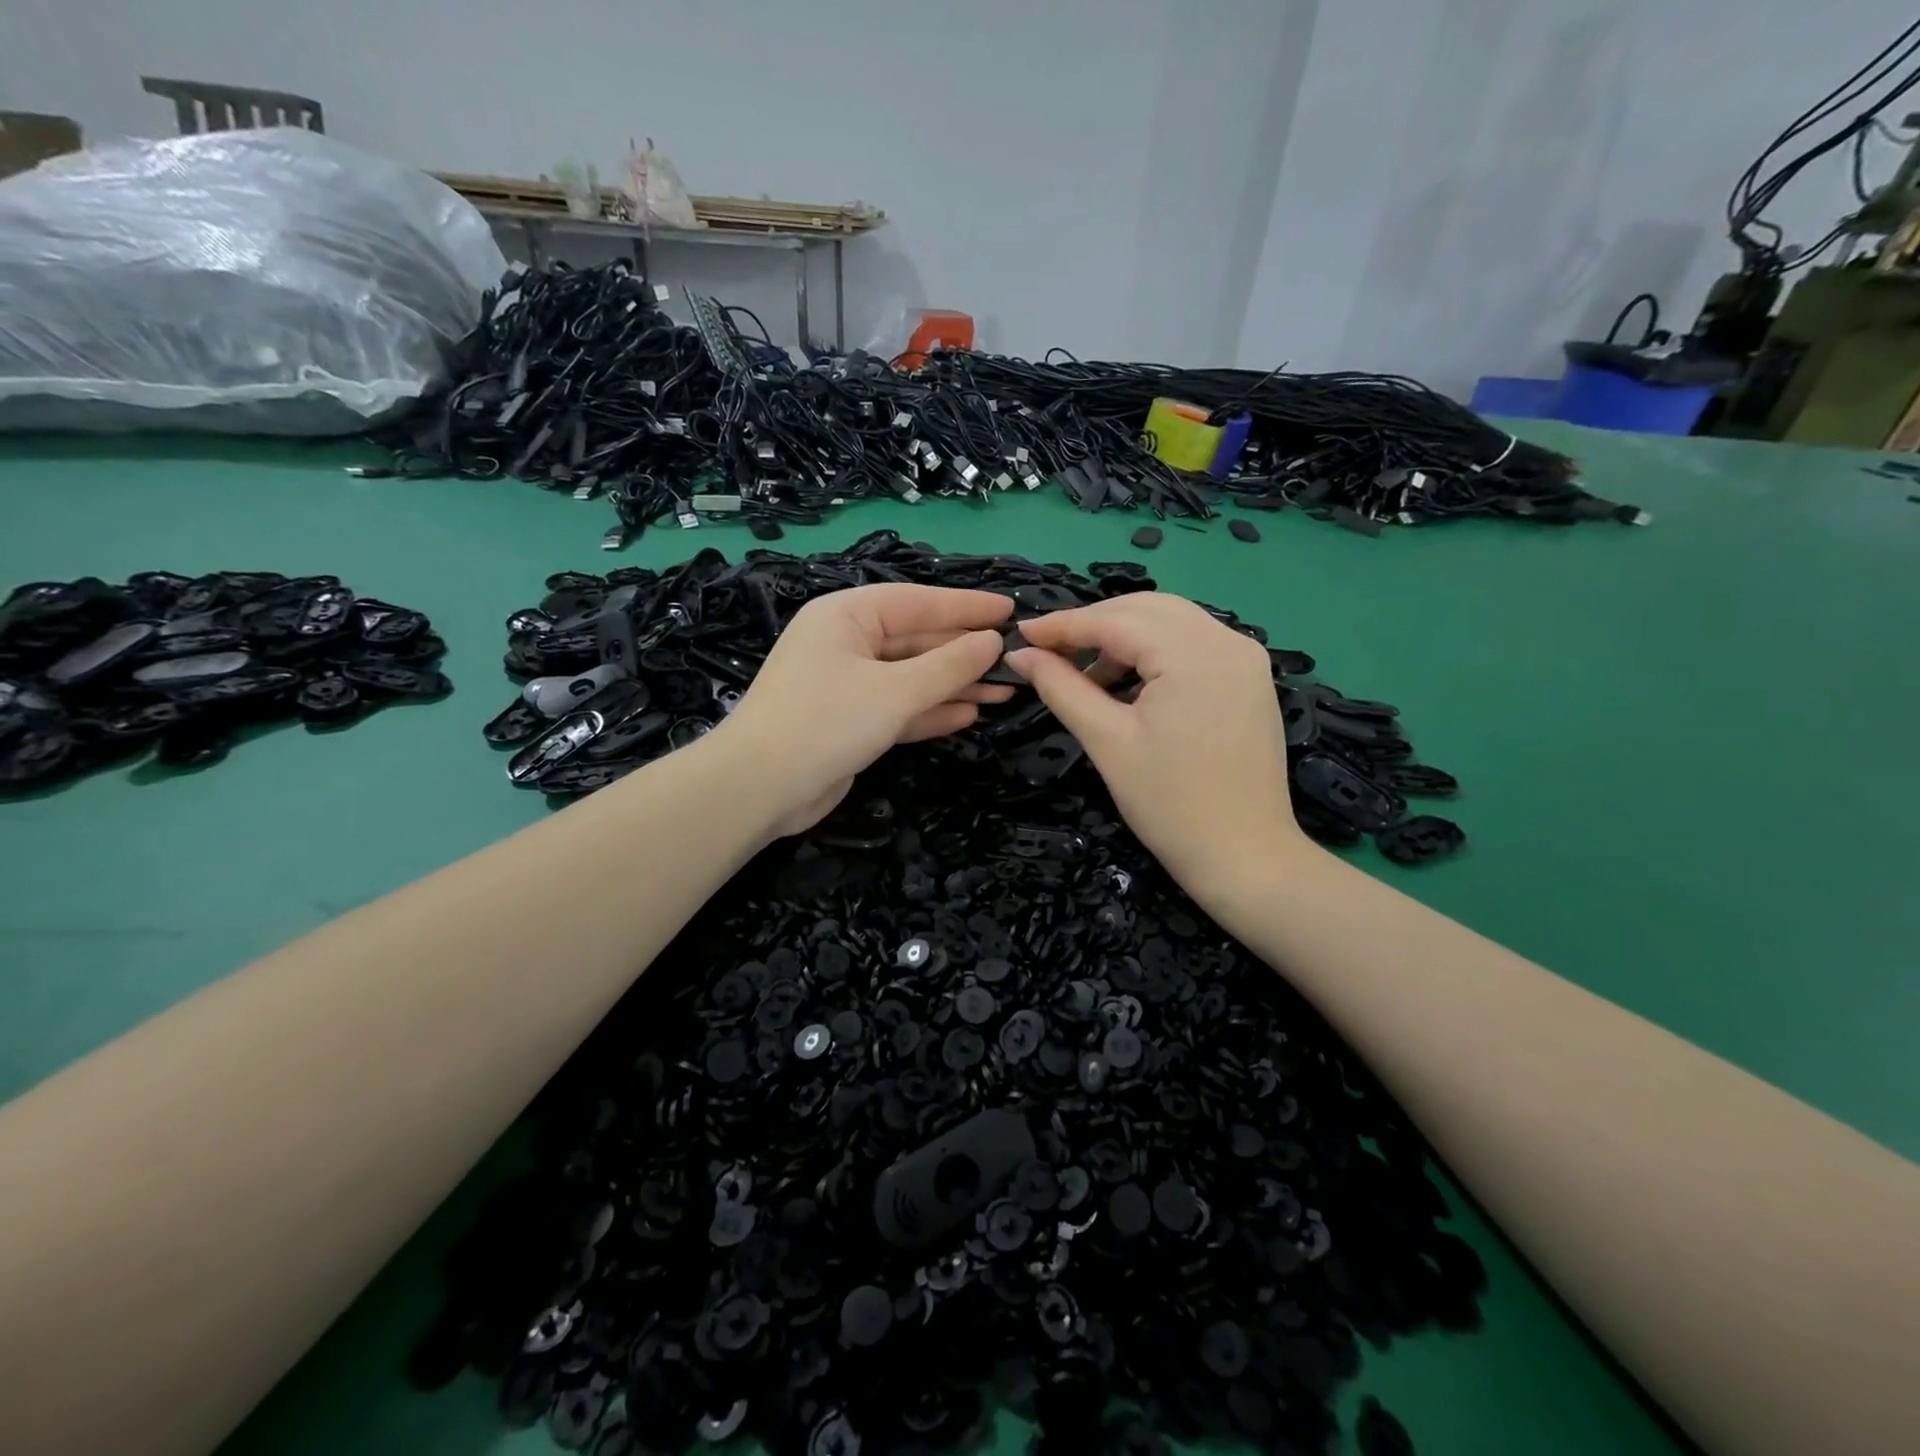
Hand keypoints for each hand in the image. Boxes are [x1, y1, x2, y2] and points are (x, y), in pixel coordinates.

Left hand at [712, 584, 1014, 834]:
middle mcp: (847, 643)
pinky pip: (900, 708)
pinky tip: (970, 714)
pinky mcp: (851, 722)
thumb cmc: (825, 722)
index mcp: (847, 616)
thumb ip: (948, 666)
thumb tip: (992, 642)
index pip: (918, 602)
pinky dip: (932, 711)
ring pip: (912, 678)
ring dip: (955, 685)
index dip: (966, 607)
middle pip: (917, 641)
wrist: (760, 789)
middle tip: (1016, 661)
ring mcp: (848, 684)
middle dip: (965, 653)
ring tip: (1005, 691)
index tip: (1010, 611)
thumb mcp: (894, 691)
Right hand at [1007, 593, 1304, 886]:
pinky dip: (1154, 651)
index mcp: (1194, 654)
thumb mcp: (1107, 741)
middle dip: (1094, 624)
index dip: (1064, 625)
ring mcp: (1245, 657)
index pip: (1116, 620)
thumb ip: (1061, 688)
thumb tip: (1020, 654)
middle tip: (1049, 651)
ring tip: (1084, 674)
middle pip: (1146, 609)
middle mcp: (1228, 640)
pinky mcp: (1250, 678)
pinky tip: (1128, 681)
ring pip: (1171, 621)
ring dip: (1124, 636)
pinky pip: (1193, 643)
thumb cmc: (1169, 804)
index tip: (1021, 634)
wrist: (1244, 856)